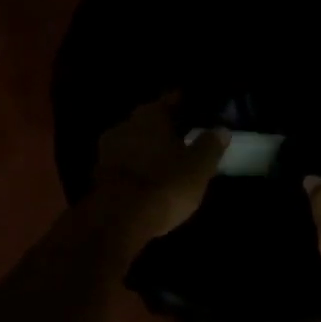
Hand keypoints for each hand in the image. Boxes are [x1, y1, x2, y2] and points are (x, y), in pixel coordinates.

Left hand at [90, 94, 228, 244]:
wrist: (118, 220)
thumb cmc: (164, 184)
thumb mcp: (198, 167)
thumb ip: (210, 146)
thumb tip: (221, 130)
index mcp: (150, 115)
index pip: (170, 101)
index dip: (183, 104)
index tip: (193, 107)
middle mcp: (126, 125)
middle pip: (149, 121)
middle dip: (164, 127)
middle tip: (183, 136)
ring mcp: (108, 150)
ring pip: (134, 142)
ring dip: (148, 148)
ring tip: (166, 159)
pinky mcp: (99, 175)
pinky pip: (125, 163)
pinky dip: (137, 167)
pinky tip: (148, 177)